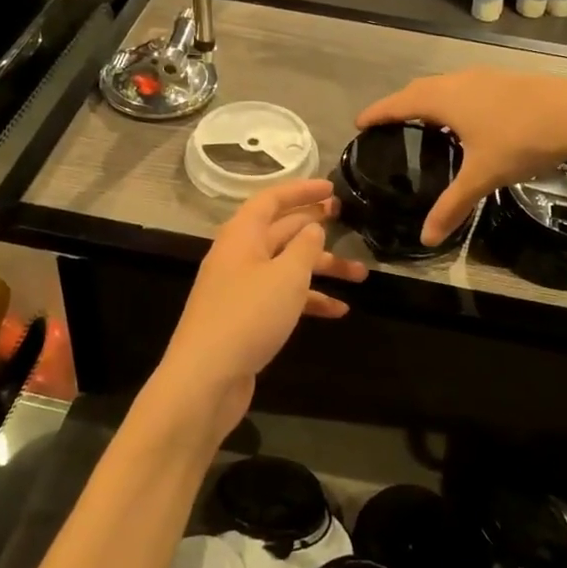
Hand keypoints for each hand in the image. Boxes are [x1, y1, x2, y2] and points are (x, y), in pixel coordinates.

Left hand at [153, 180, 366, 444]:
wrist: (205, 379)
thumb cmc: (247, 317)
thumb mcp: (285, 276)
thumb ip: (304, 247)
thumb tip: (312, 226)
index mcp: (241, 236)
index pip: (271, 200)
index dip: (301, 190)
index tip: (332, 188)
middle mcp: (239, 257)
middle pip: (281, 232)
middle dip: (315, 227)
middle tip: (348, 221)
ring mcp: (241, 289)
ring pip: (286, 267)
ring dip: (321, 268)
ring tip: (361, 275)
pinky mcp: (246, 318)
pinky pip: (282, 298)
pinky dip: (308, 300)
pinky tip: (338, 311)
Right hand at [357, 70, 566, 245]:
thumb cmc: (520, 140)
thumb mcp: (482, 176)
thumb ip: (453, 205)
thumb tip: (427, 238)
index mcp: (444, 99)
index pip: (399, 103)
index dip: (377, 113)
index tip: (359, 122)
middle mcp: (460, 81)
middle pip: (420, 88)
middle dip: (401, 104)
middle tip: (389, 124)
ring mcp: (487, 77)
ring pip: (446, 85)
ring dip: (430, 99)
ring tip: (425, 122)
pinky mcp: (508, 81)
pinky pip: (467, 87)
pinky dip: (454, 100)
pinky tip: (468, 119)